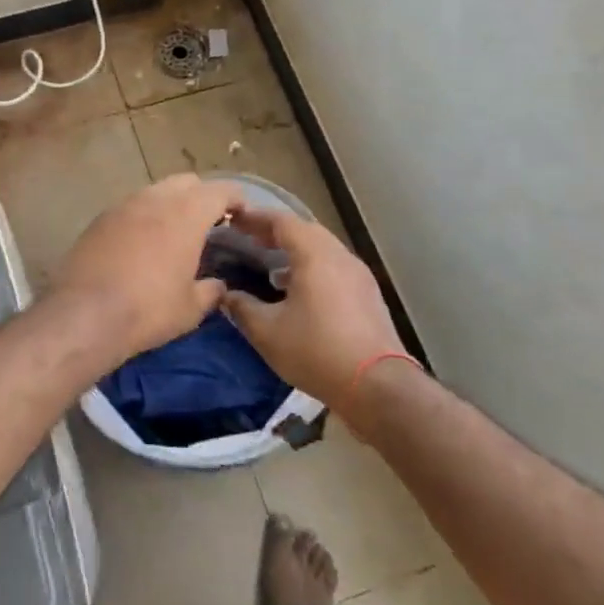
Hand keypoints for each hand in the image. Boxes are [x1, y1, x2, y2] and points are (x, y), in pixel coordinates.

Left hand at [51, 175, 240, 359]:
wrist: (84, 314)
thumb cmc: (148, 310)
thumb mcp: (190, 308)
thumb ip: (210, 291)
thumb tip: (218, 285)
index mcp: (186, 214)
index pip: (220, 191)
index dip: (236, 198)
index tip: (242, 213)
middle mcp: (155, 199)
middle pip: (187, 182)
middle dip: (202, 196)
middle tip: (210, 222)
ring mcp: (123, 205)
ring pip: (156, 190)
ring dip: (171, 203)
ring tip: (175, 231)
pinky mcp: (100, 218)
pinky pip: (131, 206)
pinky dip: (144, 215)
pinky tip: (143, 242)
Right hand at [219, 207, 405, 406]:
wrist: (377, 387)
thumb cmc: (316, 351)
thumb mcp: (267, 332)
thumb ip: (242, 308)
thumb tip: (226, 295)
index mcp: (314, 254)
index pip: (281, 221)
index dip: (255, 217)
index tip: (232, 219)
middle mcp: (339, 255)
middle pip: (304, 230)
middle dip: (275, 232)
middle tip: (248, 239)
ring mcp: (359, 275)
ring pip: (322, 249)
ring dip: (295, 250)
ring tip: (270, 264)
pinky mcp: (368, 295)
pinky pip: (334, 267)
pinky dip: (312, 267)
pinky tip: (298, 290)